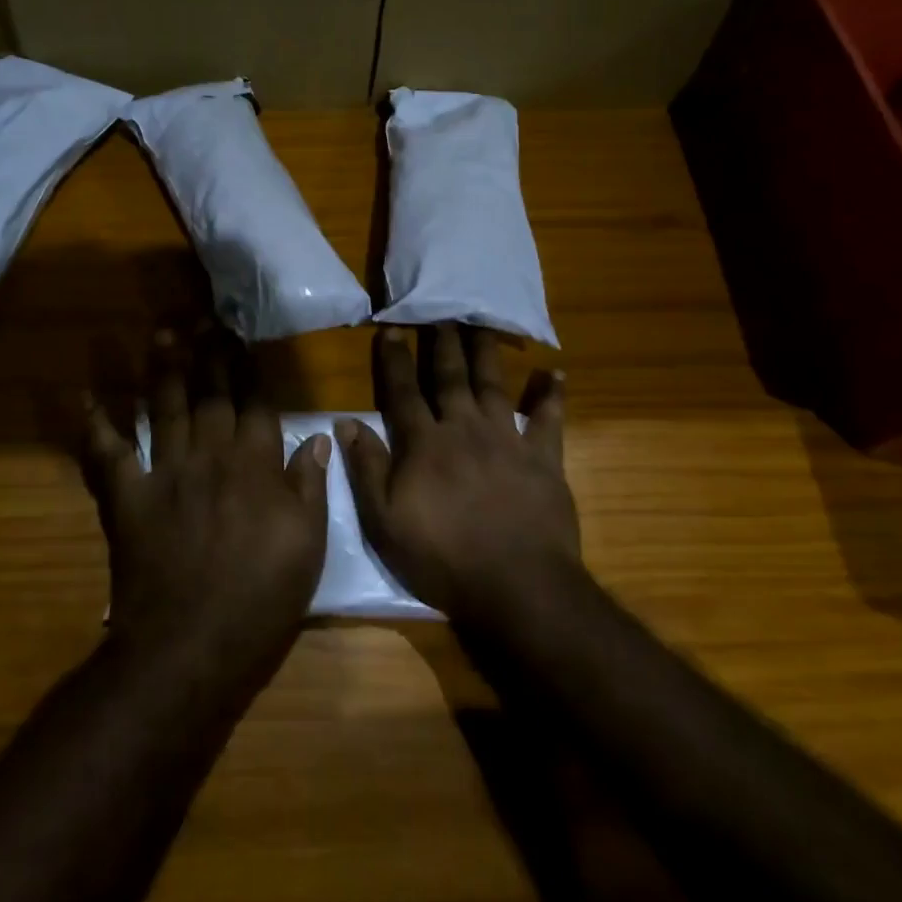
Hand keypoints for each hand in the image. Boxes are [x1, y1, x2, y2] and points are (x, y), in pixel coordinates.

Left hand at [82, 331, 327, 666]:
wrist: (192, 646)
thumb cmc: (261, 598)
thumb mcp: (308, 545)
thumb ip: (310, 486)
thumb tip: (319, 437)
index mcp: (256, 464)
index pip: (255, 402)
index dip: (248, 368)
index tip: (241, 338)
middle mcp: (211, 455)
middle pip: (210, 393)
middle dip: (208, 353)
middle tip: (203, 319)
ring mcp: (166, 472)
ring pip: (164, 407)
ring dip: (162, 368)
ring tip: (163, 333)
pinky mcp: (127, 497)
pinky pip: (108, 453)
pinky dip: (96, 425)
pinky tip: (88, 397)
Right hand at [339, 323, 577, 625]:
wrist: (517, 587)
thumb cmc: (443, 558)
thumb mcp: (385, 521)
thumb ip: (366, 468)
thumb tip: (345, 422)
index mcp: (424, 444)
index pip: (403, 392)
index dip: (394, 360)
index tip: (391, 328)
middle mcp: (464, 429)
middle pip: (450, 378)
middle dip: (442, 344)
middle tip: (440, 313)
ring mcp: (506, 441)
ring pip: (493, 386)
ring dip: (486, 353)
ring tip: (482, 324)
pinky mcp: (543, 459)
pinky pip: (548, 420)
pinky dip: (551, 396)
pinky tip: (556, 373)